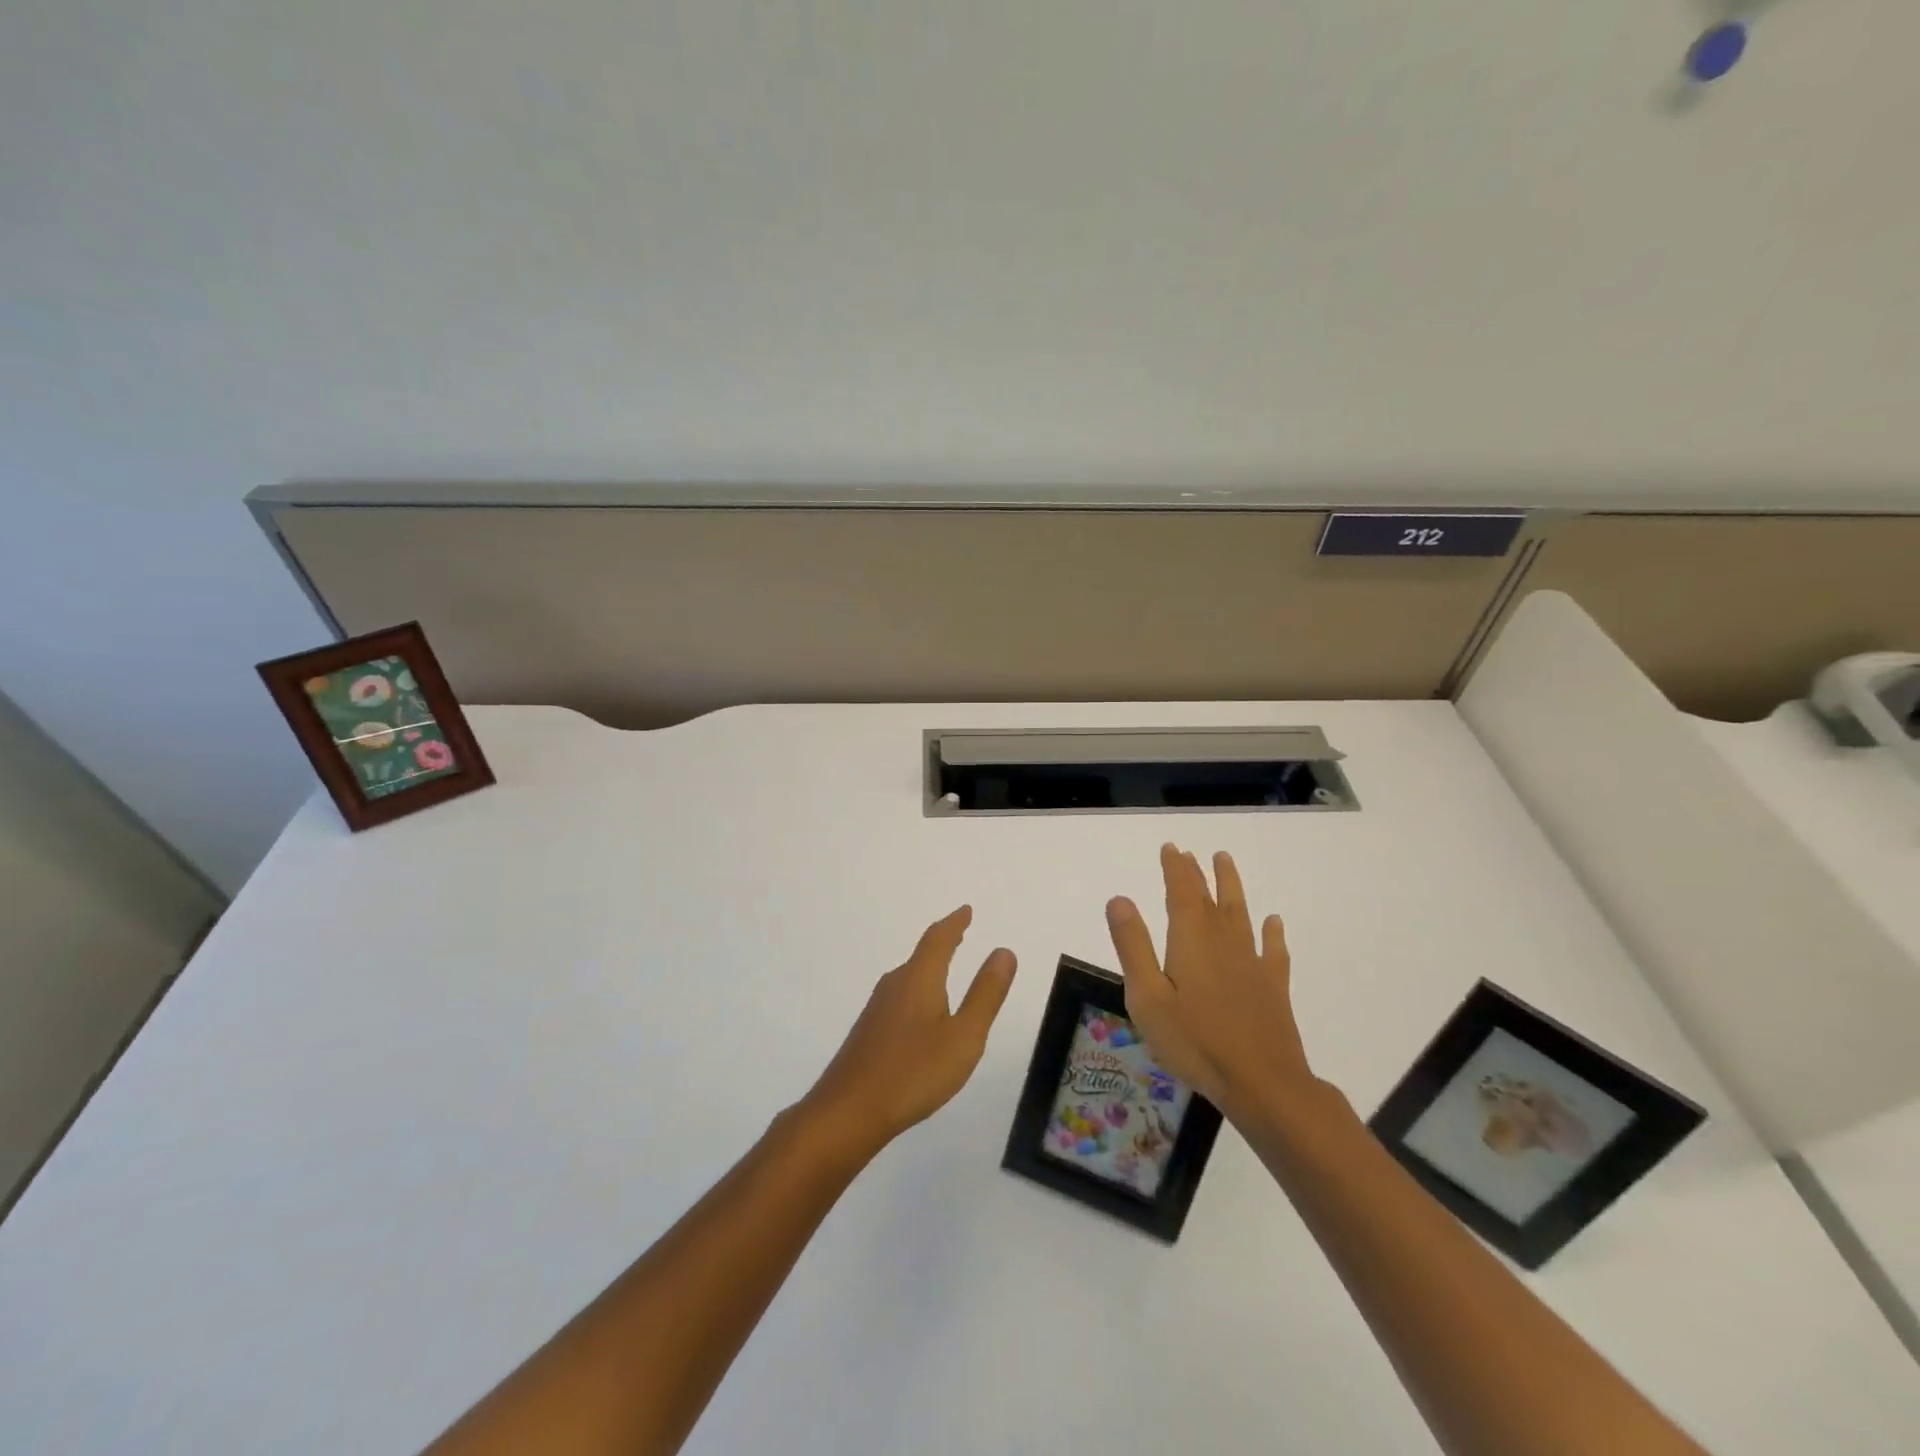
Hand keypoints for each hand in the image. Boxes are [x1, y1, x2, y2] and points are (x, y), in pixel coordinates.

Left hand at [803, 907, 1017, 1154]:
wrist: (848, 1111)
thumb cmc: (914, 1072)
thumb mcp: (964, 1036)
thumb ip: (985, 995)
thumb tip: (1003, 951)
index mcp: (919, 979)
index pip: (938, 939)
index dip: (954, 923)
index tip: (965, 910)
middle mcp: (895, 985)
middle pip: (921, 955)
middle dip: (942, 942)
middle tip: (959, 933)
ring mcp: (877, 1009)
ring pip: (909, 977)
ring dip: (928, 967)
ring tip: (944, 968)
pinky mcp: (868, 1032)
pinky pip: (899, 997)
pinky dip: (917, 989)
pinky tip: (920, 1013)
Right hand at [1105, 845, 1312, 1119]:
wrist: (1263, 1083)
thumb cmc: (1195, 1041)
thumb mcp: (1147, 997)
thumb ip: (1133, 946)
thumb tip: (1119, 899)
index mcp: (1190, 940)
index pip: (1181, 892)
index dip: (1175, 869)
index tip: (1171, 848)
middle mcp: (1223, 941)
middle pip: (1209, 898)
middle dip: (1197, 873)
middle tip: (1189, 853)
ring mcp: (1252, 963)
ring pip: (1240, 913)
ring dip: (1231, 886)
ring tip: (1225, 861)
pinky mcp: (1273, 987)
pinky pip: (1273, 950)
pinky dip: (1272, 933)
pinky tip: (1273, 922)